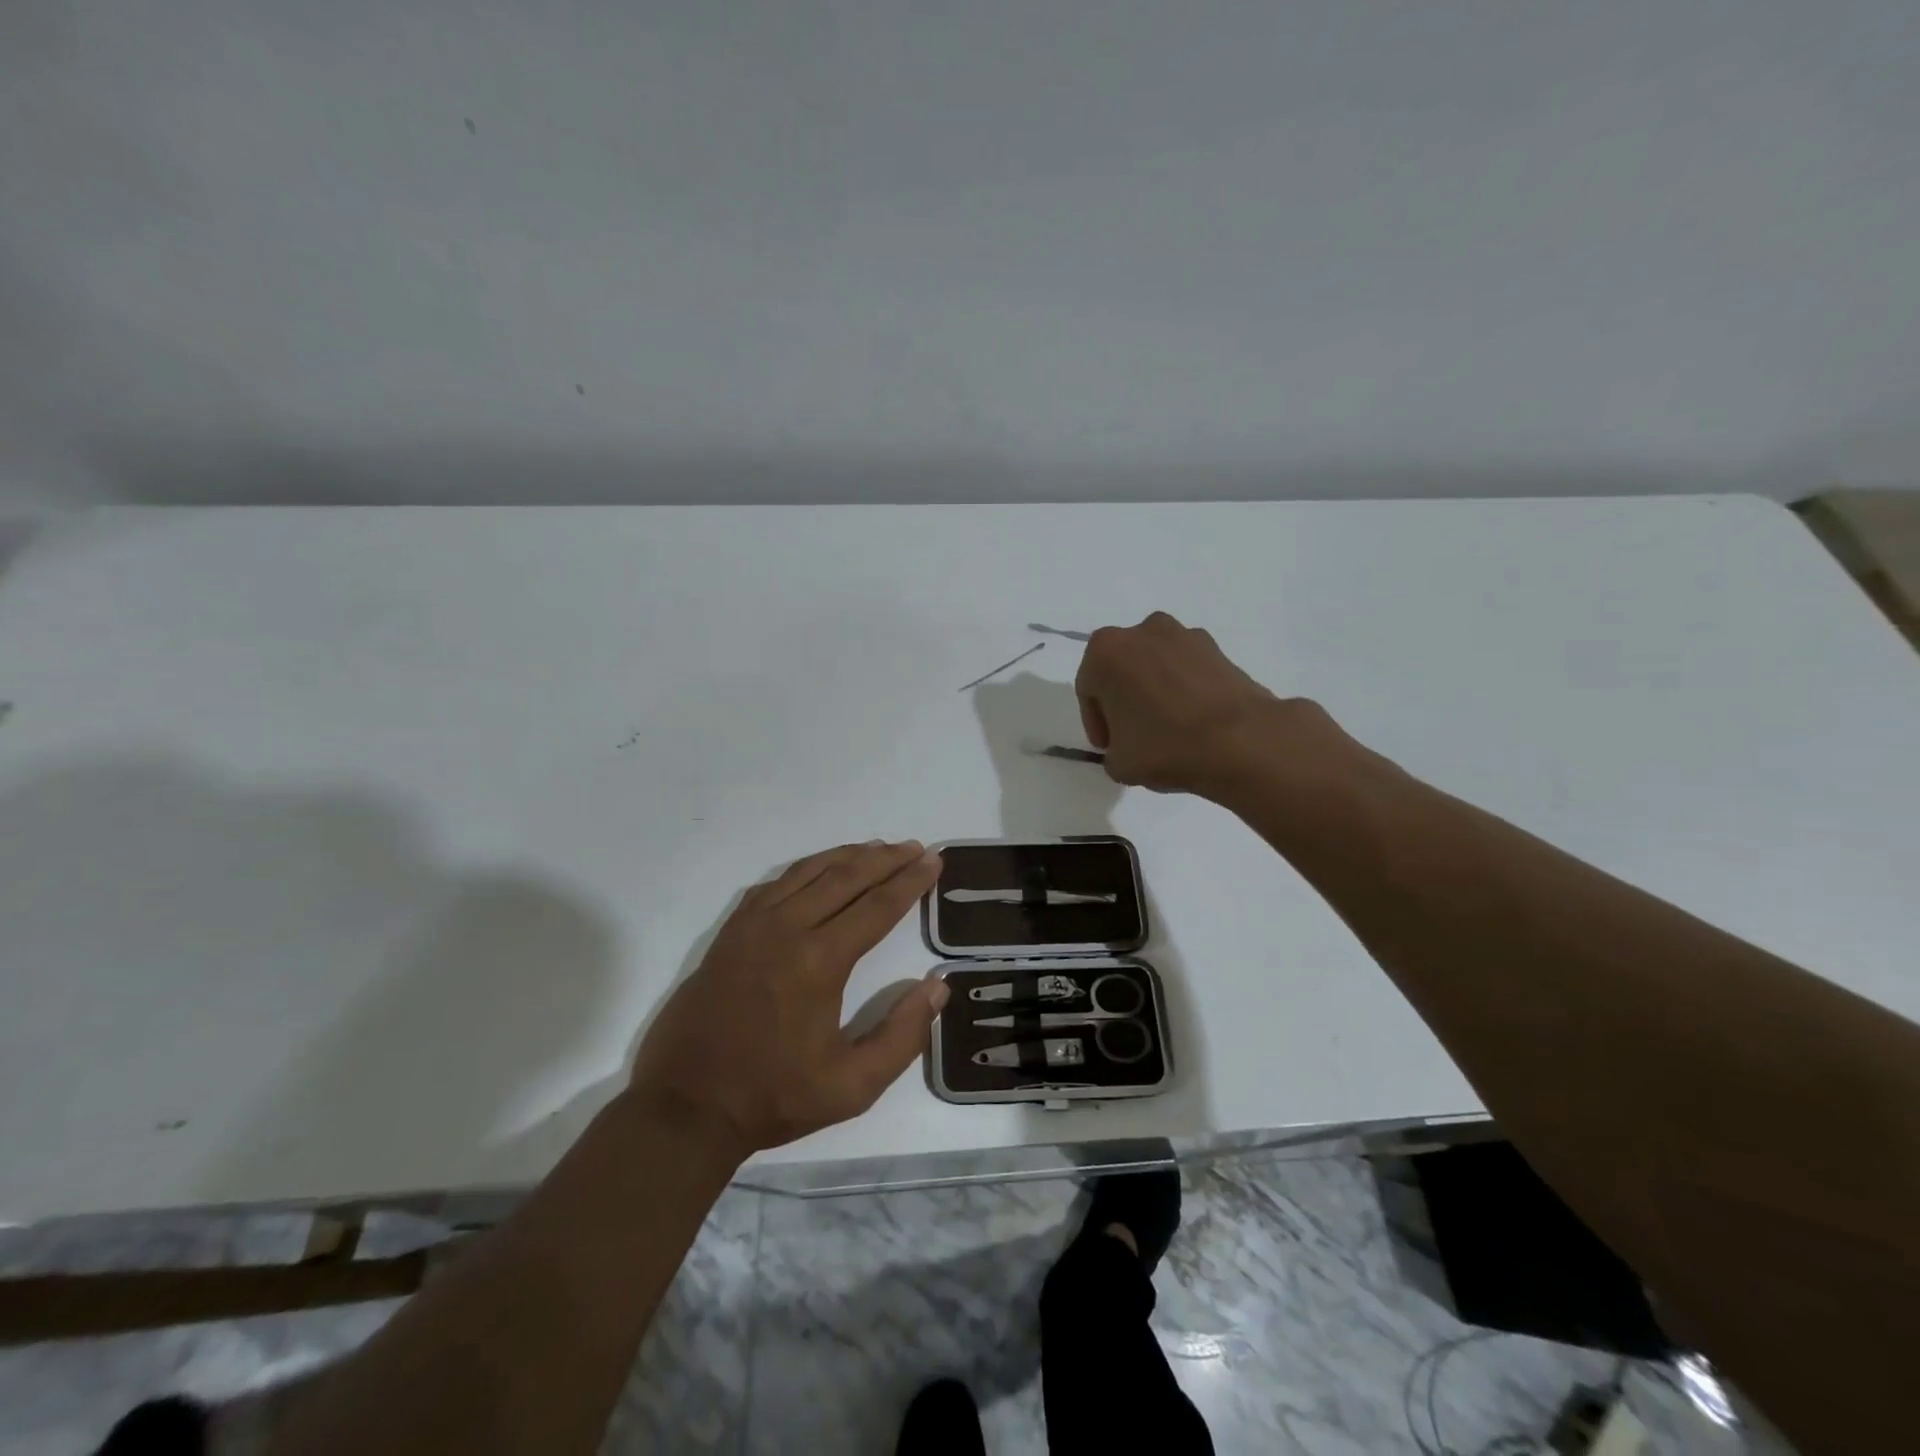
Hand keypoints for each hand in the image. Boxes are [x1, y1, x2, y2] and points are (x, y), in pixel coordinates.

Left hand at [627, 841, 946, 1157]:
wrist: (687, 1107)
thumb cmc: (775, 1097)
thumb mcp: (853, 1087)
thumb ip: (903, 1036)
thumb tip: (937, 986)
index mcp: (820, 961)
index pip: (877, 906)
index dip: (910, 881)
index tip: (933, 861)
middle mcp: (787, 929)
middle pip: (845, 877)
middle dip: (886, 859)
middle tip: (915, 847)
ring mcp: (753, 926)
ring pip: (808, 872)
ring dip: (847, 855)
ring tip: (877, 847)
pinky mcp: (730, 933)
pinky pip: (774, 884)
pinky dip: (804, 869)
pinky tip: (818, 870)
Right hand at [1076, 612, 1303, 796]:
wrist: (1241, 741)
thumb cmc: (1165, 746)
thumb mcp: (1118, 763)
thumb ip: (1112, 750)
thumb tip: (1128, 746)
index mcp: (1105, 651)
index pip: (1088, 689)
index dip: (1096, 722)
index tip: (1109, 747)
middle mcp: (1142, 631)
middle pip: (1122, 669)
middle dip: (1124, 699)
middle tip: (1134, 734)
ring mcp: (1184, 635)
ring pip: (1156, 665)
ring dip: (1155, 690)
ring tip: (1168, 728)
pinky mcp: (1218, 648)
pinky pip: (1187, 669)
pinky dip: (1185, 689)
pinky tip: (1194, 721)